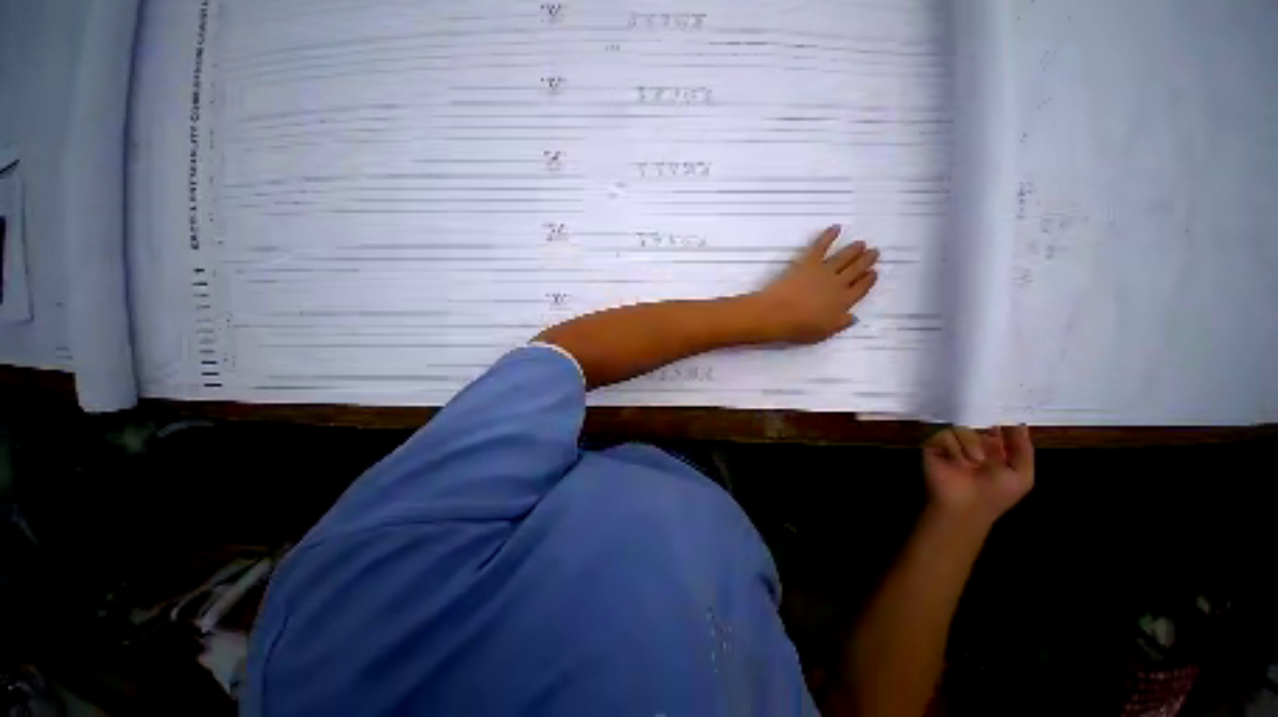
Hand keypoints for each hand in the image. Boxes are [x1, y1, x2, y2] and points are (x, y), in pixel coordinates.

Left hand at [750, 225, 878, 343]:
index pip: (861, 289)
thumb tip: (854, 317)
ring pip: (844, 257)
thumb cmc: (798, 327)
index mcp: (843, 303)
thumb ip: (840, 324)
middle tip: (874, 252)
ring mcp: (824, 271)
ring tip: (861, 243)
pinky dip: (828, 235)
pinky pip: (821, 245)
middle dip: (866, 261)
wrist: (778, 313)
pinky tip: (836, 227)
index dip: (868, 280)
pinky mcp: (808, 262)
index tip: (874, 272)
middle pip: (856, 270)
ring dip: (853, 249)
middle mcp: (838, 284)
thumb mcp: (824, 332)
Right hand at [923, 425, 1033, 528]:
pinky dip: (953, 447)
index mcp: (994, 450)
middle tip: (990, 440)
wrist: (965, 506)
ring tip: (973, 462)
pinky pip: (945, 434)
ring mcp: (952, 444)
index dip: (1002, 421)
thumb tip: (1019, 422)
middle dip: (985, 431)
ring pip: (962, 427)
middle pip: (979, 422)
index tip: (1006, 414)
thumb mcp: (1022, 476)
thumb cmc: (996, 494)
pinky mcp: (934, 444)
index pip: (997, 427)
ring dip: (971, 444)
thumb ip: (1024, 449)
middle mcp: (973, 444)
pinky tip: (956, 460)